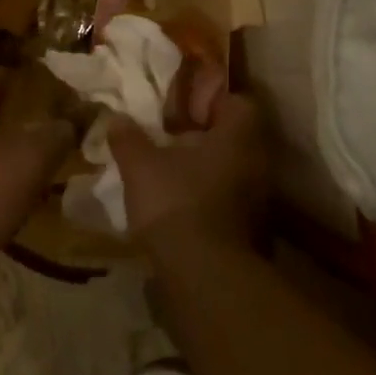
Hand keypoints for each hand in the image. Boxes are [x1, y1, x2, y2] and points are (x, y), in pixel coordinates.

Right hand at [108, 91, 266, 247]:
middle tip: (170, 140)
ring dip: (206, 169)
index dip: (211, 101)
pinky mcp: (252, 229)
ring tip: (170, 173)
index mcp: (238, 137)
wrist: (203, 273)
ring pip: (233, 170)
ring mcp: (259, 199)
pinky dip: (209, 198)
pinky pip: (230, 200)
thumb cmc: (176, 202)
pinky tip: (180, 205)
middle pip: (235, 138)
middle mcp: (258, 163)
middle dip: (204, 137)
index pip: (238, 102)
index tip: (182, 108)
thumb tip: (116, 118)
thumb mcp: (140, 166)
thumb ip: (129, 138)